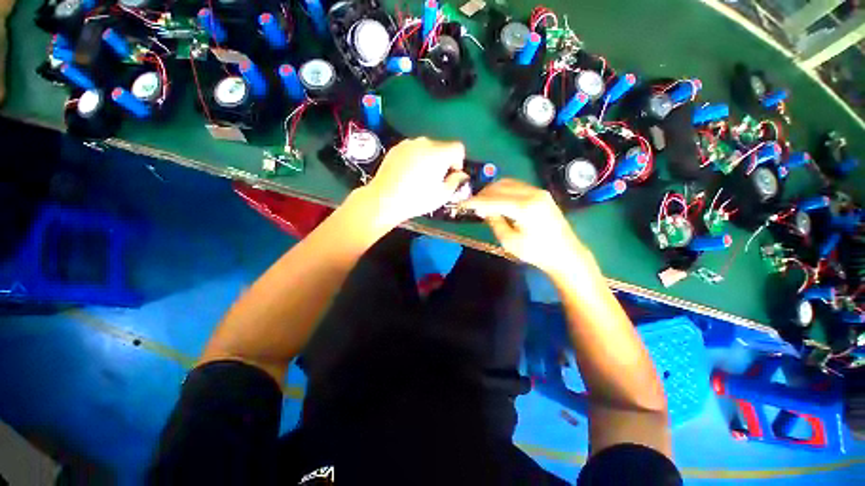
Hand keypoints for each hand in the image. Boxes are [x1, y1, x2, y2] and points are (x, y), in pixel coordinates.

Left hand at [363, 137, 468, 224]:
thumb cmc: (417, 199)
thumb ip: (456, 181)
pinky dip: (415, 158)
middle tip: (436, 178)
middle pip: (442, 147)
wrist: (384, 199)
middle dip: (443, 160)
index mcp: (439, 153)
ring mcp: (408, 144)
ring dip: (429, 159)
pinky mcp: (396, 148)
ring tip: (420, 177)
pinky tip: (408, 174)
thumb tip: (461, 175)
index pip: (458, 148)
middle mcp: (424, 142)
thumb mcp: (442, 195)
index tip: (451, 175)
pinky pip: (413, 150)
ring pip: (426, 148)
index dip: (458, 161)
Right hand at [461, 179, 596, 276]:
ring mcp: (538, 191)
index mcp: (524, 208)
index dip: (475, 201)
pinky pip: (517, 186)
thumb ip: (495, 222)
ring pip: (508, 183)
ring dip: (492, 191)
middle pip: (500, 186)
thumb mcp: (510, 241)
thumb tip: (484, 209)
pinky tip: (498, 200)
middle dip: (483, 194)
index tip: (462, 203)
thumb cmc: (537, 252)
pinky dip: (503, 191)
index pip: (493, 200)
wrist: (566, 254)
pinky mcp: (541, 194)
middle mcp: (532, 194)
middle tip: (472, 204)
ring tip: (483, 202)